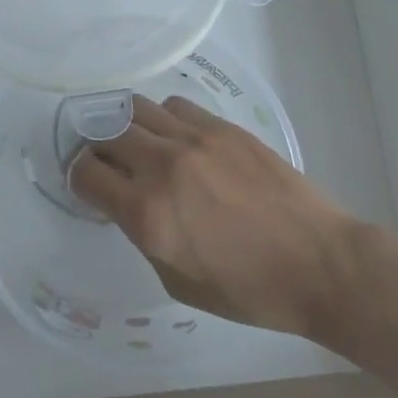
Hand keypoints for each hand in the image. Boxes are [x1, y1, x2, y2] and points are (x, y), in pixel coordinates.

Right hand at [69, 95, 363, 339]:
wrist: (319, 263)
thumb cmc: (249, 290)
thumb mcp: (178, 281)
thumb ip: (143, 235)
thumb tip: (128, 202)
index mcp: (147, 213)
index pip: (86, 174)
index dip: (78, 178)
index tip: (87, 184)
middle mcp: (162, 166)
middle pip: (104, 133)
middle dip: (96, 148)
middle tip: (106, 162)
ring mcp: (193, 139)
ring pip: (135, 109)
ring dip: (126, 126)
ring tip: (137, 143)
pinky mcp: (221, 126)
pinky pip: (174, 106)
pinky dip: (163, 119)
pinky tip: (175, 138)